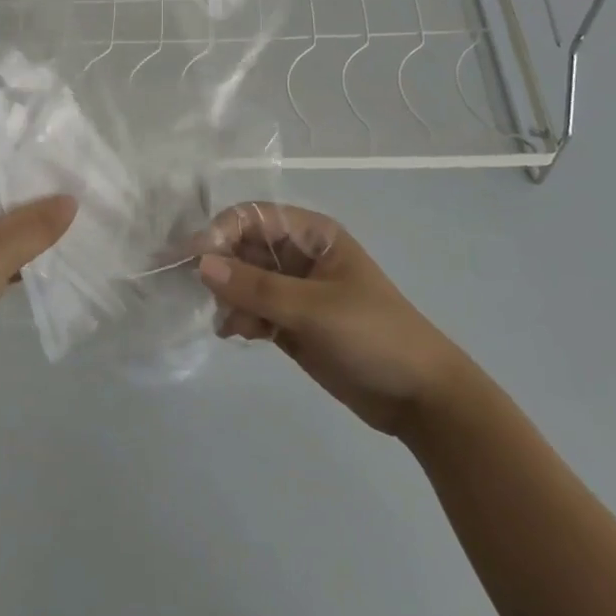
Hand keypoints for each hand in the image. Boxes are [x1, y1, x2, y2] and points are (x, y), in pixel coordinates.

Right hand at [196, 202, 468, 439]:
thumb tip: (201, 264)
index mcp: (311, 235)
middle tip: (200, 294)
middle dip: (220, 268)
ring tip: (231, 325)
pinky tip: (237, 336)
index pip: (252, 217)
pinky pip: (251, 309)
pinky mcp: (290, 323)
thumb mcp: (313, 308)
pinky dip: (239, 319)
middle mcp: (298, 255)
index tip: (194, 259)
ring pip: (242, 280)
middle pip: (242, 247)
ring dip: (229, 298)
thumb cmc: (373, 335)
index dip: (221, 231)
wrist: (420, 398)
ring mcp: (294, 290)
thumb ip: (256, 287)